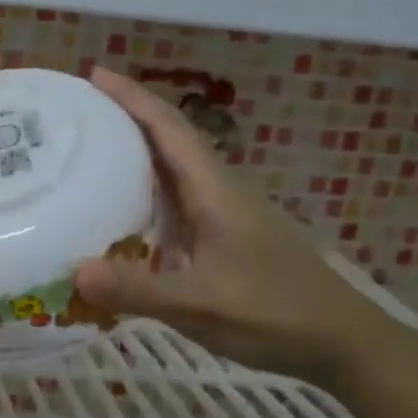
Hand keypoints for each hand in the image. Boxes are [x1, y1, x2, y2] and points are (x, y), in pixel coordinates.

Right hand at [73, 67, 404, 384]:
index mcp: (215, 190)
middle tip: (77, 110)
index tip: (94, 74)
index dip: (132, 97)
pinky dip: (145, 188)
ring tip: (89, 147)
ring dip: (136, 149)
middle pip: (170, 138)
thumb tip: (73, 271)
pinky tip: (121, 206)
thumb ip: (138, 290)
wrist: (344, 343)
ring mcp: (224, 213)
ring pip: (174, 167)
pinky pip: (176, 198)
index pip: (169, 128)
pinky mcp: (225, 235)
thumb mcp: (201, 305)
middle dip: (126, 115)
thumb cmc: (276, 314)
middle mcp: (219, 190)